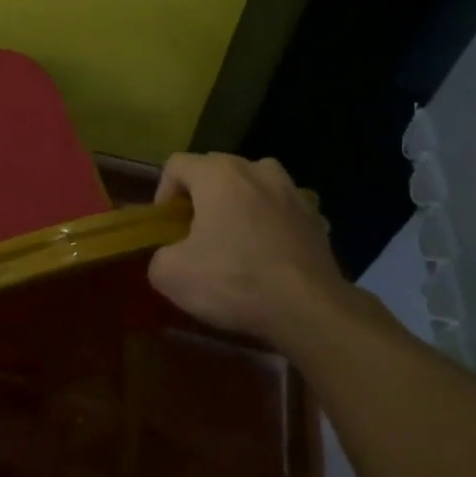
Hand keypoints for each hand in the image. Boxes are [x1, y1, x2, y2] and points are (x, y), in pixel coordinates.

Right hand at [148, 152, 352, 352]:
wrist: (310, 311)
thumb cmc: (235, 281)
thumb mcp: (171, 275)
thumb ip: (158, 256)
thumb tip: (169, 257)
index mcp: (219, 173)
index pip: (177, 165)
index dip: (163, 194)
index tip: (167, 229)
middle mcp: (257, 170)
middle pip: (215, 172)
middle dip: (201, 199)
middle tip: (195, 236)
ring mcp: (293, 191)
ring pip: (253, 187)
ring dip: (239, 206)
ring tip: (235, 241)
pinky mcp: (317, 218)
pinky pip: (282, 211)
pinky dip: (271, 225)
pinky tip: (269, 256)